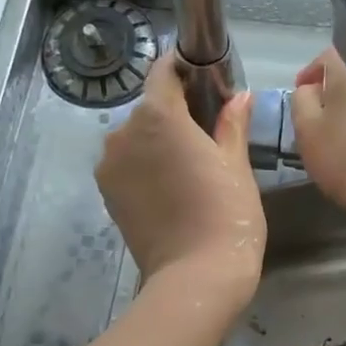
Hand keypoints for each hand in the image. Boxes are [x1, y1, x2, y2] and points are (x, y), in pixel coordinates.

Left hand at [96, 51, 263, 308]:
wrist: (195, 277)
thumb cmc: (226, 213)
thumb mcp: (236, 164)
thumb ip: (231, 124)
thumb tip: (239, 97)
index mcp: (157, 115)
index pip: (164, 72)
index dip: (183, 68)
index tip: (203, 76)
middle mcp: (123, 132)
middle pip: (150, 108)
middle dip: (175, 112)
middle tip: (207, 133)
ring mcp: (110, 165)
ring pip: (136, 138)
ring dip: (158, 142)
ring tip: (189, 168)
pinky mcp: (106, 194)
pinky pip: (127, 165)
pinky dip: (145, 166)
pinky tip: (172, 188)